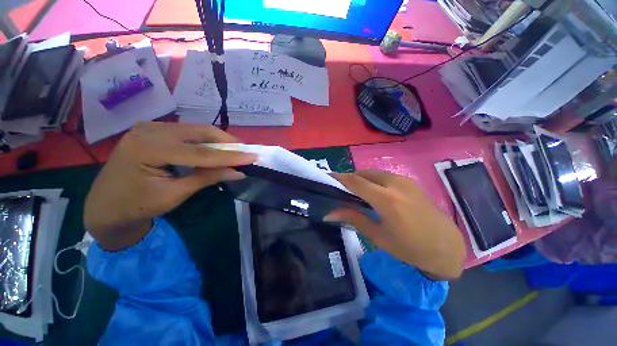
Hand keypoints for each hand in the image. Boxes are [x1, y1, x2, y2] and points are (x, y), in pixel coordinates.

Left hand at [84, 122, 256, 250]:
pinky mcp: (153, 131)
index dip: (230, 156)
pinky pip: (187, 133)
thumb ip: (208, 178)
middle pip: (200, 132)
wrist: (105, 207)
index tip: (253, 157)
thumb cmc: (136, 206)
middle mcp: (149, 130)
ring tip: (235, 151)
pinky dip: (205, 141)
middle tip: (246, 151)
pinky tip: (215, 149)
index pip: (201, 152)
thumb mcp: (175, 194)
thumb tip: (238, 172)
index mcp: (149, 148)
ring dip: (218, 141)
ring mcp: (150, 127)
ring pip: (195, 130)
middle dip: (227, 142)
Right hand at [327, 170, 465, 279]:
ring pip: (374, 173)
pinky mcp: (410, 181)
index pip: (355, 181)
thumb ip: (353, 218)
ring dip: (361, 178)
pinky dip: (373, 179)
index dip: (339, 177)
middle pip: (364, 173)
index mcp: (386, 199)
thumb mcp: (378, 236)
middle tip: (341, 189)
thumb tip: (329, 213)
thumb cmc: (410, 248)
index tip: (327, 177)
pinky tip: (373, 192)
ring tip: (355, 191)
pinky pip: (384, 175)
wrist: (447, 246)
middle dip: (350, 178)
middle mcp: (395, 184)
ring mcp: (404, 180)